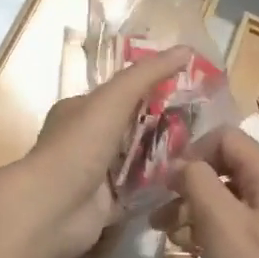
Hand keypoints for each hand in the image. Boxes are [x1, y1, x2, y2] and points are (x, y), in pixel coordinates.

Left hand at [11, 45, 195, 257]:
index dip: (153, 86)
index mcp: (81, 109)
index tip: (190, 86)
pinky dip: (160, 187)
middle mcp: (87, 139)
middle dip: (166, 124)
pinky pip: (140, 192)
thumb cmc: (78, 146)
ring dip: (166, 156)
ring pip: (139, 159)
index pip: (122, 92)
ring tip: (206, 150)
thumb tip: (186, 49)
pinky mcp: (108, 204)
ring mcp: (97, 174)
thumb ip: (147, 74)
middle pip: (133, 126)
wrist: (52, 209)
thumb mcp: (113, 99)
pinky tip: (190, 180)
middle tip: (206, 122)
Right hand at [172, 127, 258, 257]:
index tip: (166, 183)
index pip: (226, 138)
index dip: (192, 152)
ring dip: (194, 206)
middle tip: (158, 209)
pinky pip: (237, 222)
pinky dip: (210, 227)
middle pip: (227, 165)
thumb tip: (178, 164)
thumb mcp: (220, 224)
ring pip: (229, 195)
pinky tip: (190, 247)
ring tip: (163, 230)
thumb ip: (197, 181)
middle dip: (189, 181)